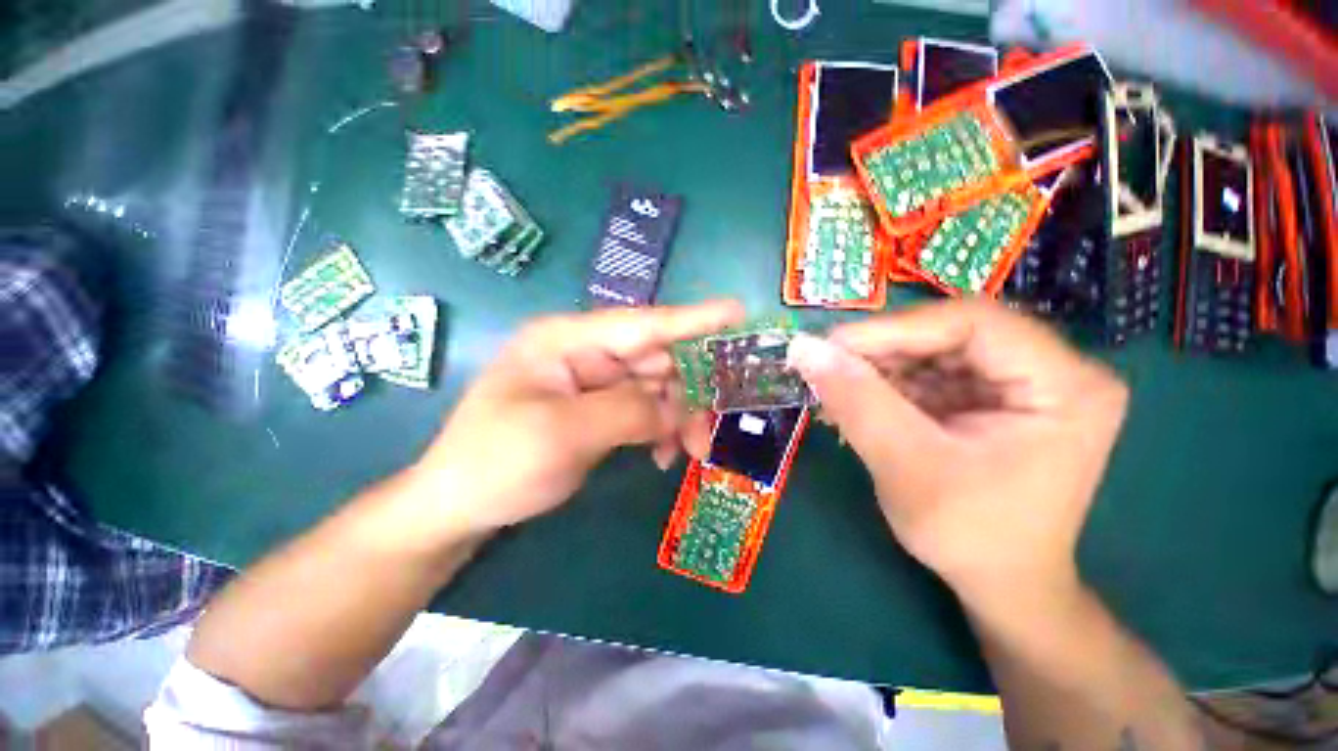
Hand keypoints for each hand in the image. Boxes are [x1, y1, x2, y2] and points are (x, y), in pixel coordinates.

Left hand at [410, 301, 742, 533]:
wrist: (460, 506)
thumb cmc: (496, 462)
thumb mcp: (562, 435)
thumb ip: (627, 411)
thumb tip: (670, 407)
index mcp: (567, 340)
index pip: (642, 324)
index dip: (693, 318)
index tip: (737, 311)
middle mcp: (584, 353)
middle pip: (655, 361)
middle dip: (687, 395)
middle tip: (706, 436)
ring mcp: (591, 381)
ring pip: (655, 389)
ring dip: (677, 419)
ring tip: (687, 453)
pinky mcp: (597, 407)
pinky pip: (643, 410)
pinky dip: (659, 431)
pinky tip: (661, 456)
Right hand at [786, 301, 1126, 599]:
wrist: (1000, 582)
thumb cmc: (969, 536)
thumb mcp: (906, 465)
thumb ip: (855, 400)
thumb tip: (802, 347)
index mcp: (1066, 385)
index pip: (972, 323)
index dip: (894, 329)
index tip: (832, 347)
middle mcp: (1054, 370)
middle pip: (951, 333)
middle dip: (881, 351)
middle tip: (826, 368)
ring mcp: (1023, 382)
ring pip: (934, 350)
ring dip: (878, 368)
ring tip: (834, 390)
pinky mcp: (992, 396)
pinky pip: (931, 372)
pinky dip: (887, 384)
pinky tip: (856, 401)